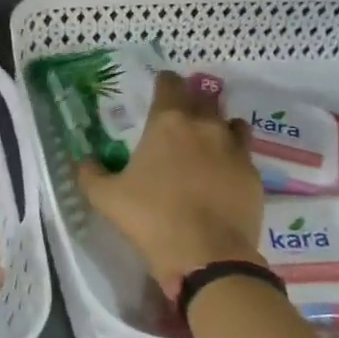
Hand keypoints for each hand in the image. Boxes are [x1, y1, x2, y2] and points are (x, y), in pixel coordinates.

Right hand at [78, 71, 263, 296]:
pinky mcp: (254, 175)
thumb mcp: (106, 198)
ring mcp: (234, 150)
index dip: (164, 82)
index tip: (160, 87)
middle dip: (192, 101)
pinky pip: (245, 155)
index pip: (169, 84)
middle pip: (203, 98)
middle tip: (180, 117)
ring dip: (219, 125)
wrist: (207, 255)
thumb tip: (85, 161)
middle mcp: (205, 126)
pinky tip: (223, 176)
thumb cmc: (151, 218)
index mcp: (168, 123)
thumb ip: (90, 173)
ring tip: (208, 142)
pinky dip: (234, 158)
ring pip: (231, 122)